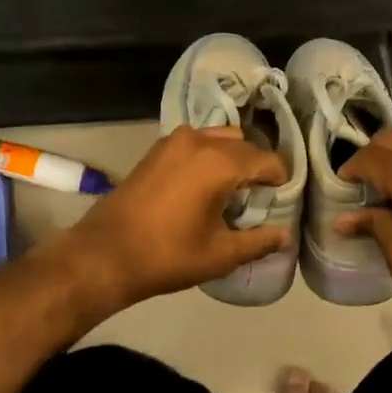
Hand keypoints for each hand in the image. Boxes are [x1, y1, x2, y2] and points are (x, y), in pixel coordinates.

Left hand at [63, 127, 288, 313]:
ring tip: (230, 190)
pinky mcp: (157, 148)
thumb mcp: (220, 254)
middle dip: (256, 167)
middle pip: (244, 145)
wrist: (106, 252)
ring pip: (219, 137)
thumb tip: (285, 235)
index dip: (279, 179)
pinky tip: (203, 184)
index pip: (266, 160)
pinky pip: (196, 141)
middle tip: (258, 198)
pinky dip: (208, 154)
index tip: (281, 199)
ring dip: (232, 156)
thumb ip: (258, 242)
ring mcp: (175, 140)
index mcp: (220, 162)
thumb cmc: (168, 255)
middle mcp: (200, 141)